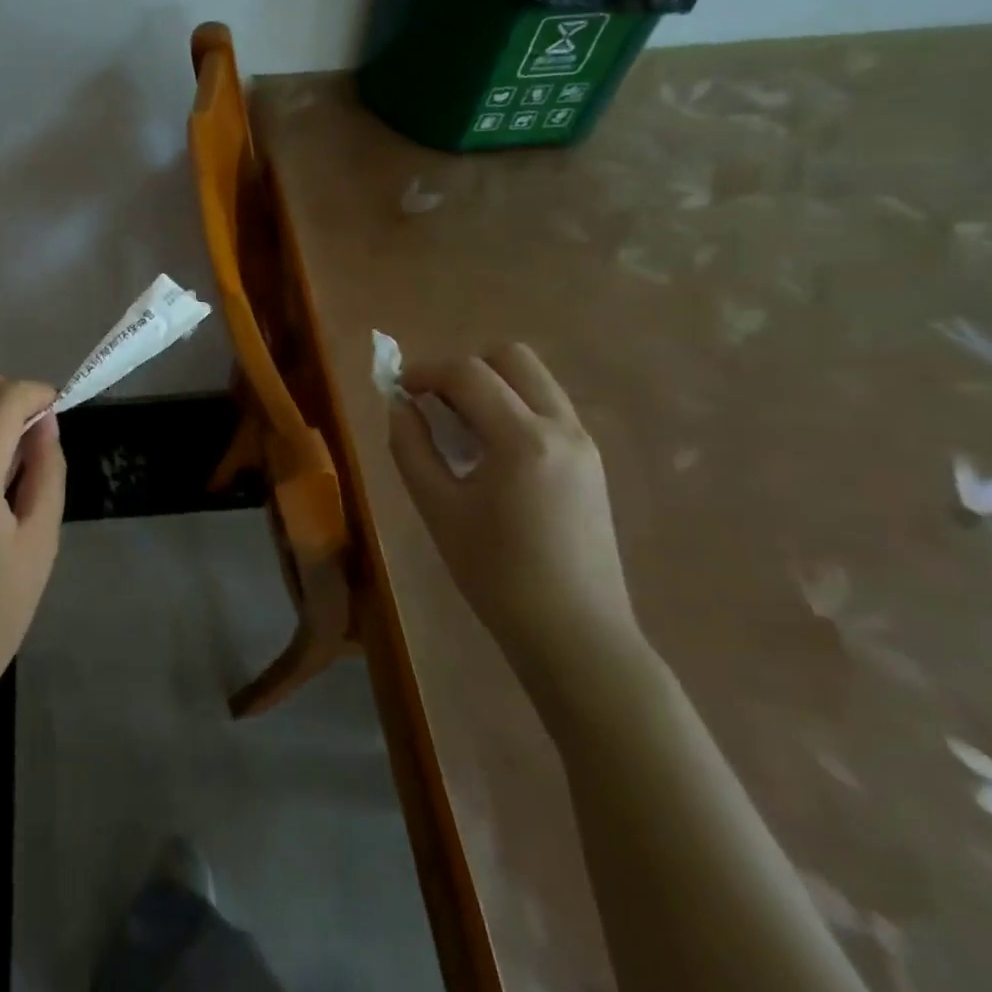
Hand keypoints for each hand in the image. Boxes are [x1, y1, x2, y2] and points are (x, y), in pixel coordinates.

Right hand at [387, 343, 638, 686]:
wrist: (575, 634)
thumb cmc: (496, 574)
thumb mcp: (438, 508)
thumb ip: (411, 446)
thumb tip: (400, 404)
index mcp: (522, 438)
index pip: (467, 373)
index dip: (425, 371)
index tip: (399, 390)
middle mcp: (561, 426)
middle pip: (511, 357)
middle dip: (464, 367)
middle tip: (434, 402)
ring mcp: (584, 443)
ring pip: (534, 379)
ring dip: (491, 385)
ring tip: (460, 427)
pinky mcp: (592, 461)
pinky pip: (547, 407)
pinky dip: (513, 407)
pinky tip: (491, 452)